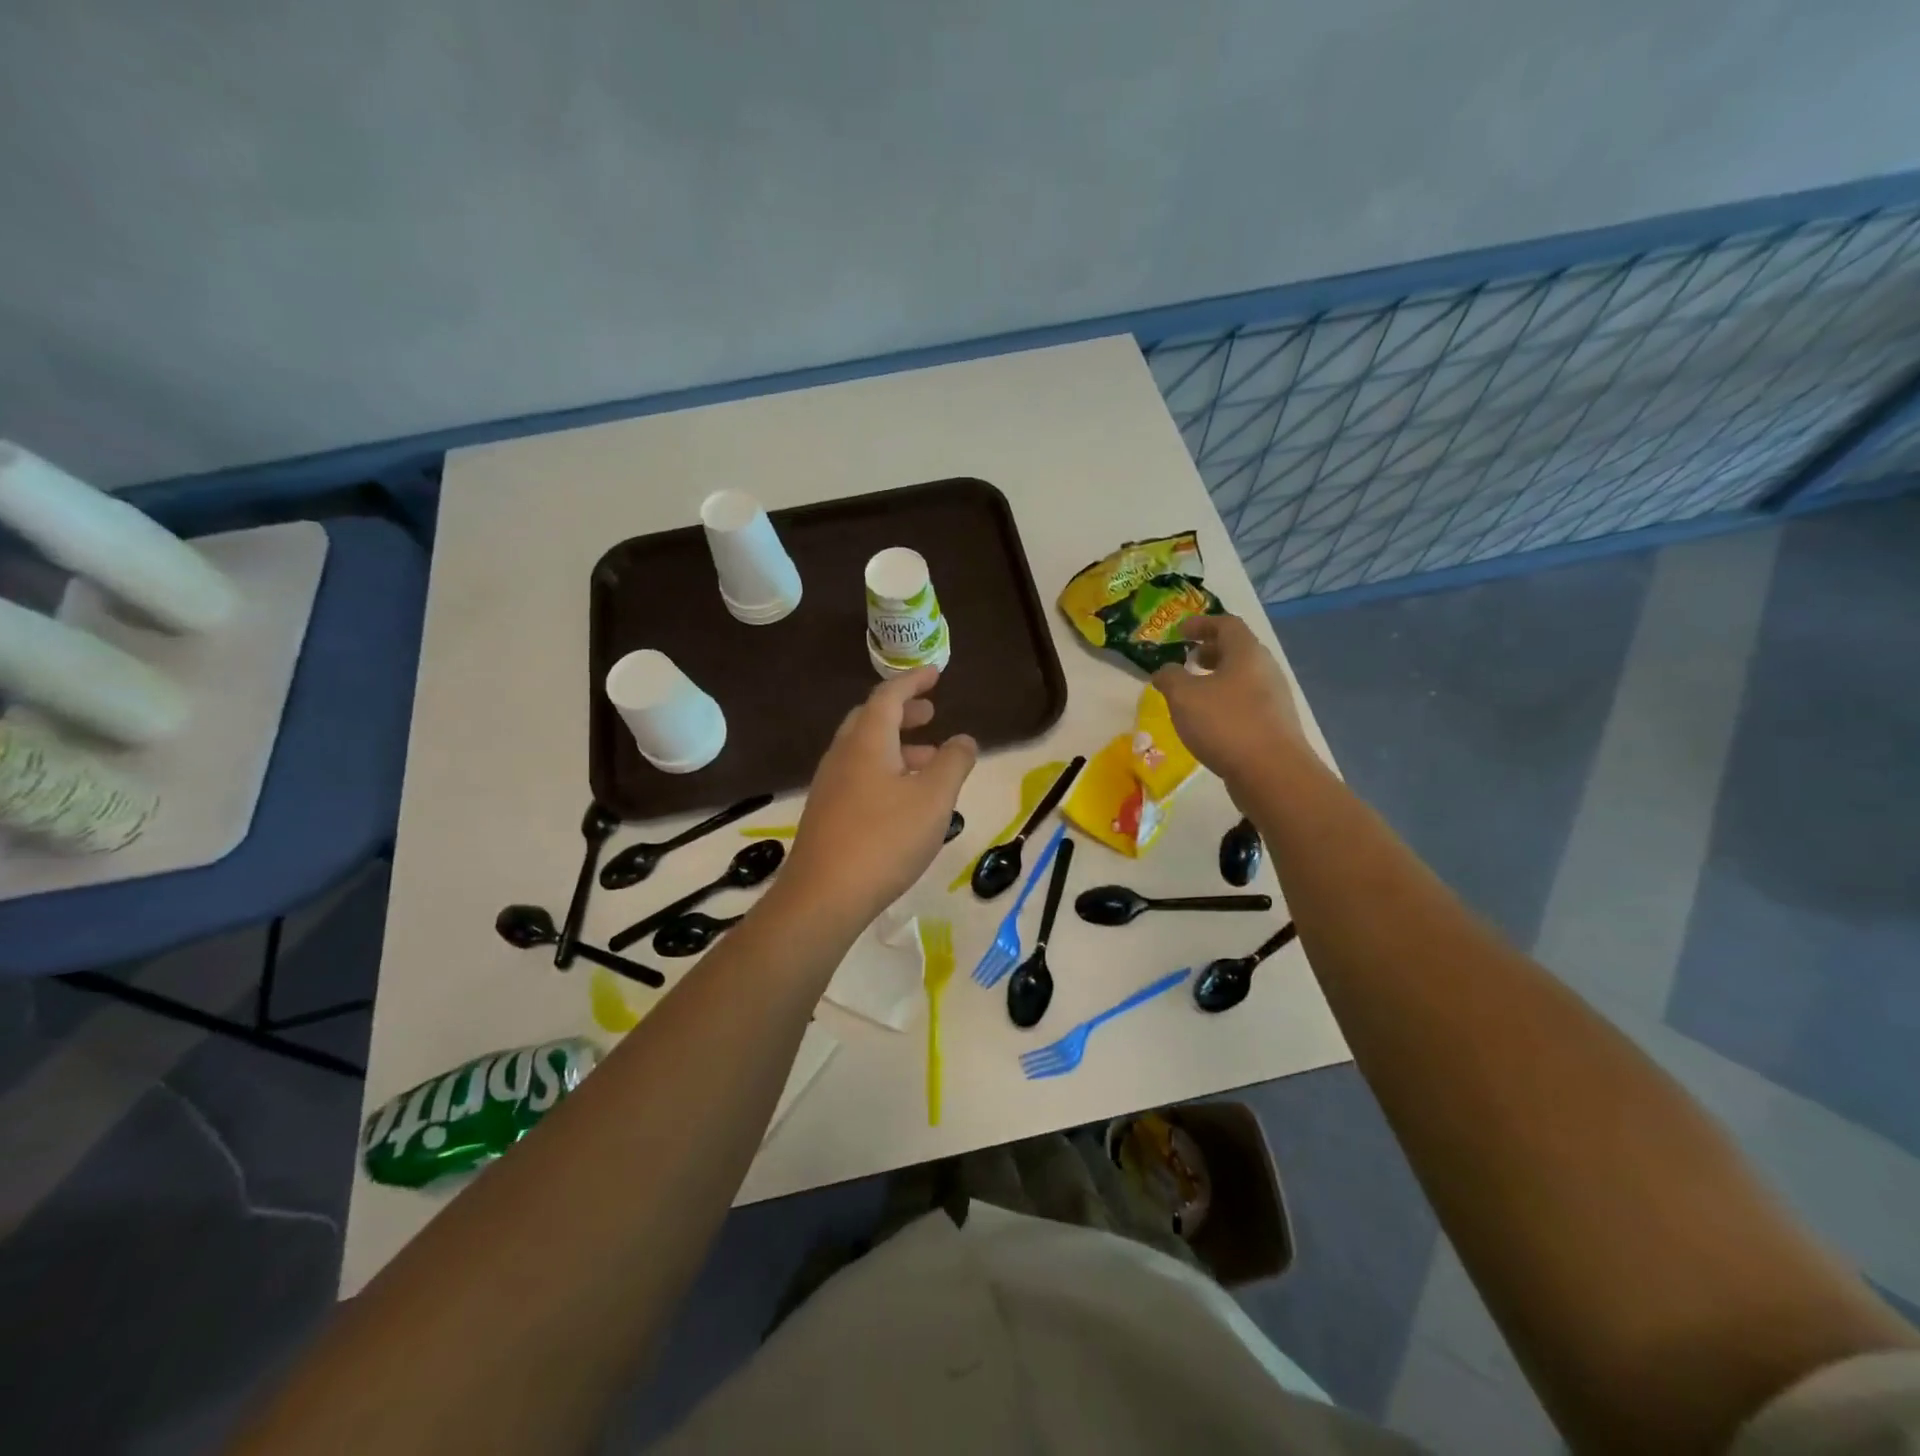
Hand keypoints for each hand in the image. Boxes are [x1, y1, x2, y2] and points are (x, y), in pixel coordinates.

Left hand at [782, 667, 976, 926]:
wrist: (824, 895)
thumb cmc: (885, 839)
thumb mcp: (934, 799)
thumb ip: (953, 763)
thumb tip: (965, 739)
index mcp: (866, 741)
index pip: (889, 696)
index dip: (913, 681)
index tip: (935, 673)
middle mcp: (843, 755)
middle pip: (872, 719)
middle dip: (903, 712)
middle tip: (931, 713)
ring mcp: (830, 785)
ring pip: (865, 750)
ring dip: (897, 745)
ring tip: (930, 759)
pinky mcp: (827, 812)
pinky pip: (859, 775)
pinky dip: (885, 770)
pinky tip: (904, 798)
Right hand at [1150, 615, 1305, 789]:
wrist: (1272, 772)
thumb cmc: (1225, 724)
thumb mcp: (1184, 696)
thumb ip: (1169, 677)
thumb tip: (1165, 671)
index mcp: (1247, 653)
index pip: (1226, 624)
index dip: (1201, 624)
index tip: (1180, 633)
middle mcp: (1265, 669)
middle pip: (1238, 650)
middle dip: (1210, 651)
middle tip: (1187, 660)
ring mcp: (1274, 698)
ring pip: (1242, 678)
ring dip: (1217, 678)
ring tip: (1194, 693)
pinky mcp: (1274, 724)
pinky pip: (1246, 701)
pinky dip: (1226, 701)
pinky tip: (1209, 721)